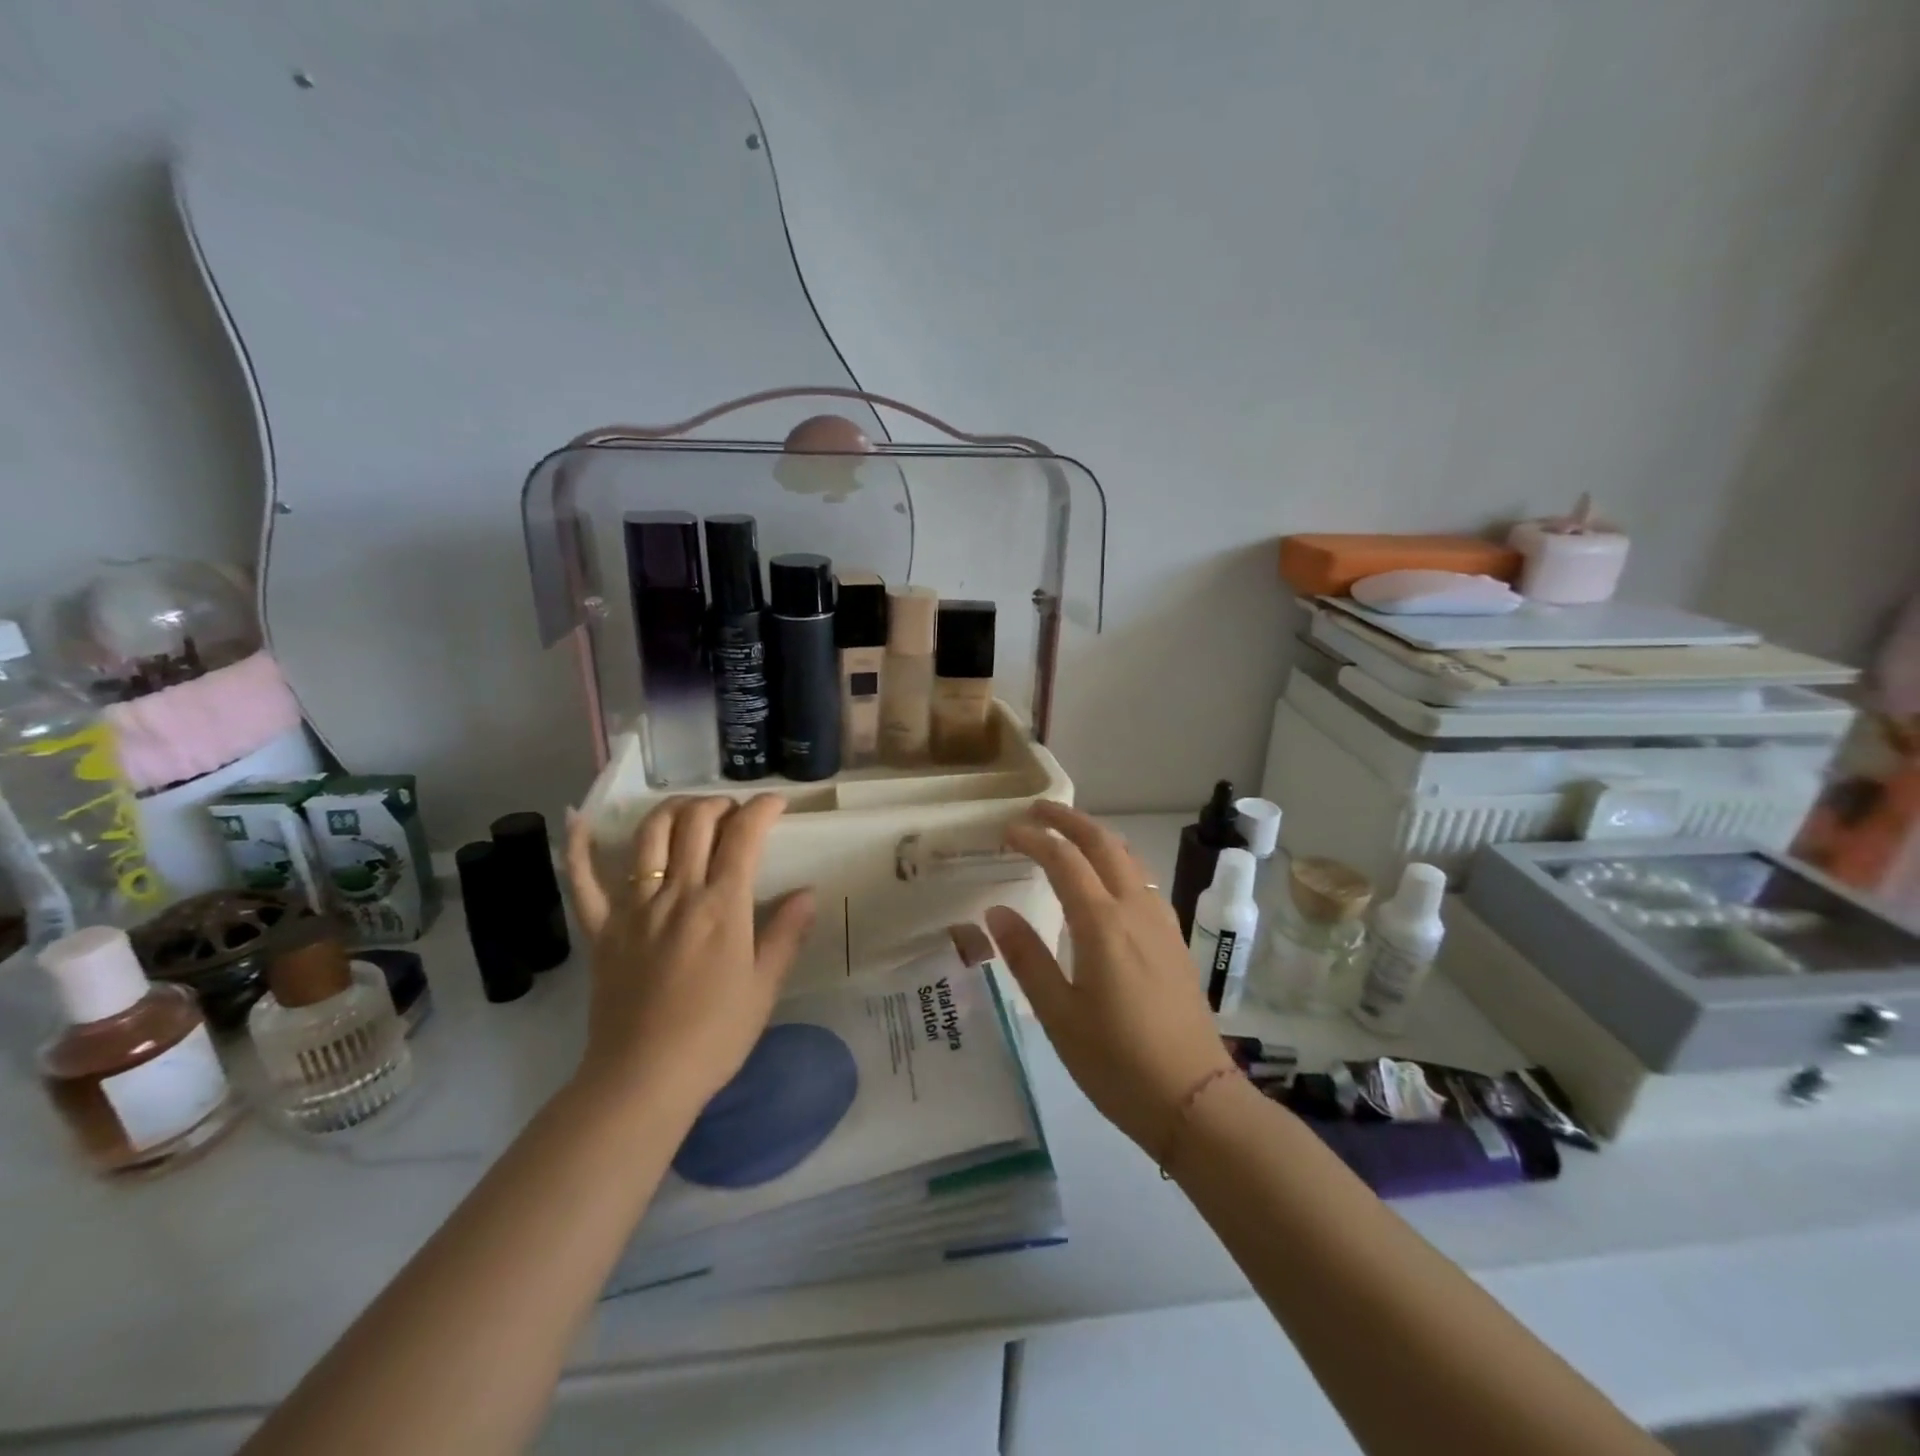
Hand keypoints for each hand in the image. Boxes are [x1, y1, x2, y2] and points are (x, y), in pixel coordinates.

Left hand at [563, 795, 815, 1112]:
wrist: (643, 1079)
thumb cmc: (714, 1036)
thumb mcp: (764, 987)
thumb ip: (786, 934)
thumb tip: (807, 893)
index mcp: (721, 906)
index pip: (744, 836)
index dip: (762, 808)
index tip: (776, 804)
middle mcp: (677, 894)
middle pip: (695, 822)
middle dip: (719, 804)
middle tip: (735, 814)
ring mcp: (633, 907)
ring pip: (648, 836)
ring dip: (672, 810)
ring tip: (690, 812)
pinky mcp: (601, 928)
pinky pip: (582, 879)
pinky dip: (579, 845)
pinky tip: (580, 818)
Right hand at [986, 801, 1232, 1155]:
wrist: (1195, 1099)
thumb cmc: (1117, 1062)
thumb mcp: (1059, 1016)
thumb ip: (1027, 958)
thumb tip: (997, 912)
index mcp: (1103, 924)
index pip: (1064, 860)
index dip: (1034, 839)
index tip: (1006, 831)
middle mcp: (1136, 910)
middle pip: (1103, 843)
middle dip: (1069, 820)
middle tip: (1037, 810)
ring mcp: (1162, 923)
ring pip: (1129, 858)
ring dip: (1097, 837)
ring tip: (1068, 836)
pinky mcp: (1175, 940)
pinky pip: (1144, 881)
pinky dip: (1118, 861)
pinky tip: (1108, 882)